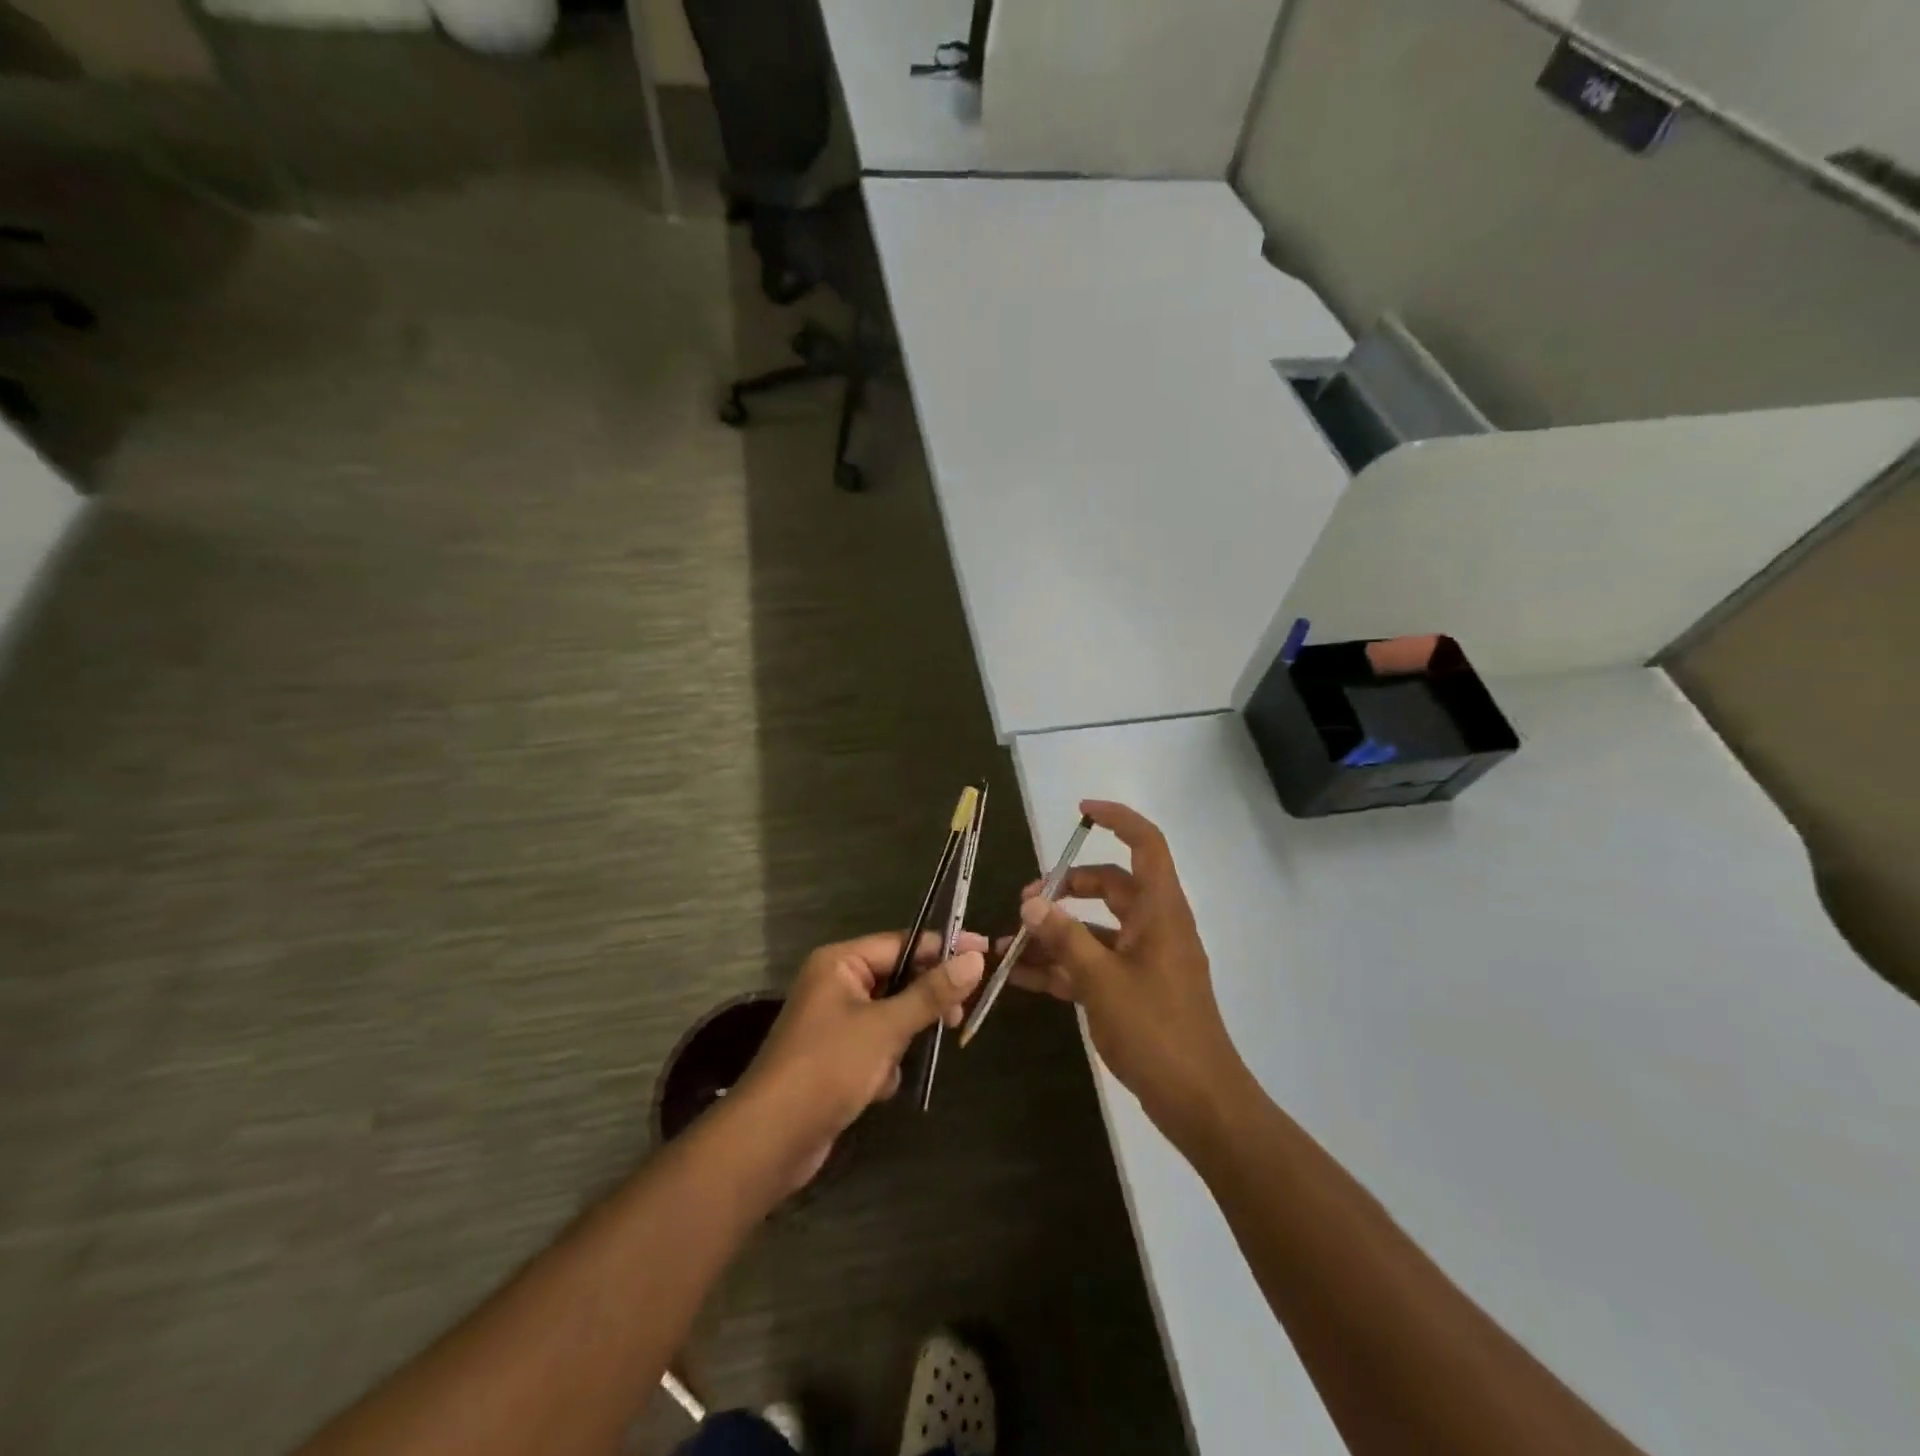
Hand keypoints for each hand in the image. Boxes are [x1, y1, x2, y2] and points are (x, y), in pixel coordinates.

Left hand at [736, 931, 985, 1190]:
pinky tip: (879, 1086)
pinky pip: (876, 1045)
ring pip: (891, 1015)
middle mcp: (835, 984)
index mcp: (840, 962)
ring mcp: (834, 1022)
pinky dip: (885, 1063)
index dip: (945, 948)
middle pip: (898, 978)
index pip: (904, 942)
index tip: (986, 952)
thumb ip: (932, 993)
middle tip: (958, 1018)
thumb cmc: (828, 1068)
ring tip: (904, 1060)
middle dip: (925, 1001)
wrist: (770, 1140)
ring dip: (904, 1038)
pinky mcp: (835, 1057)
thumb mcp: (886, 1027)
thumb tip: (976, 958)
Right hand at [1004, 800, 1248, 1142]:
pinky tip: (1020, 977)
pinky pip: (1093, 964)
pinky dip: (1062, 966)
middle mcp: (1154, 926)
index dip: (1118, 819)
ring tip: (1007, 946)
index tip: (1080, 812)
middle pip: (1110, 886)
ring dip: (1055, 933)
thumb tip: (1032, 903)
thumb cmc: (1157, 1030)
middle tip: (1025, 902)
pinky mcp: (1133, 990)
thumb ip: (1065, 938)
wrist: (1198, 1102)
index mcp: (1160, 911)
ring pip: (1095, 928)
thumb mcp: (1102, 981)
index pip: (1146, 845)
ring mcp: (1144, 960)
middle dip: (1066, 887)